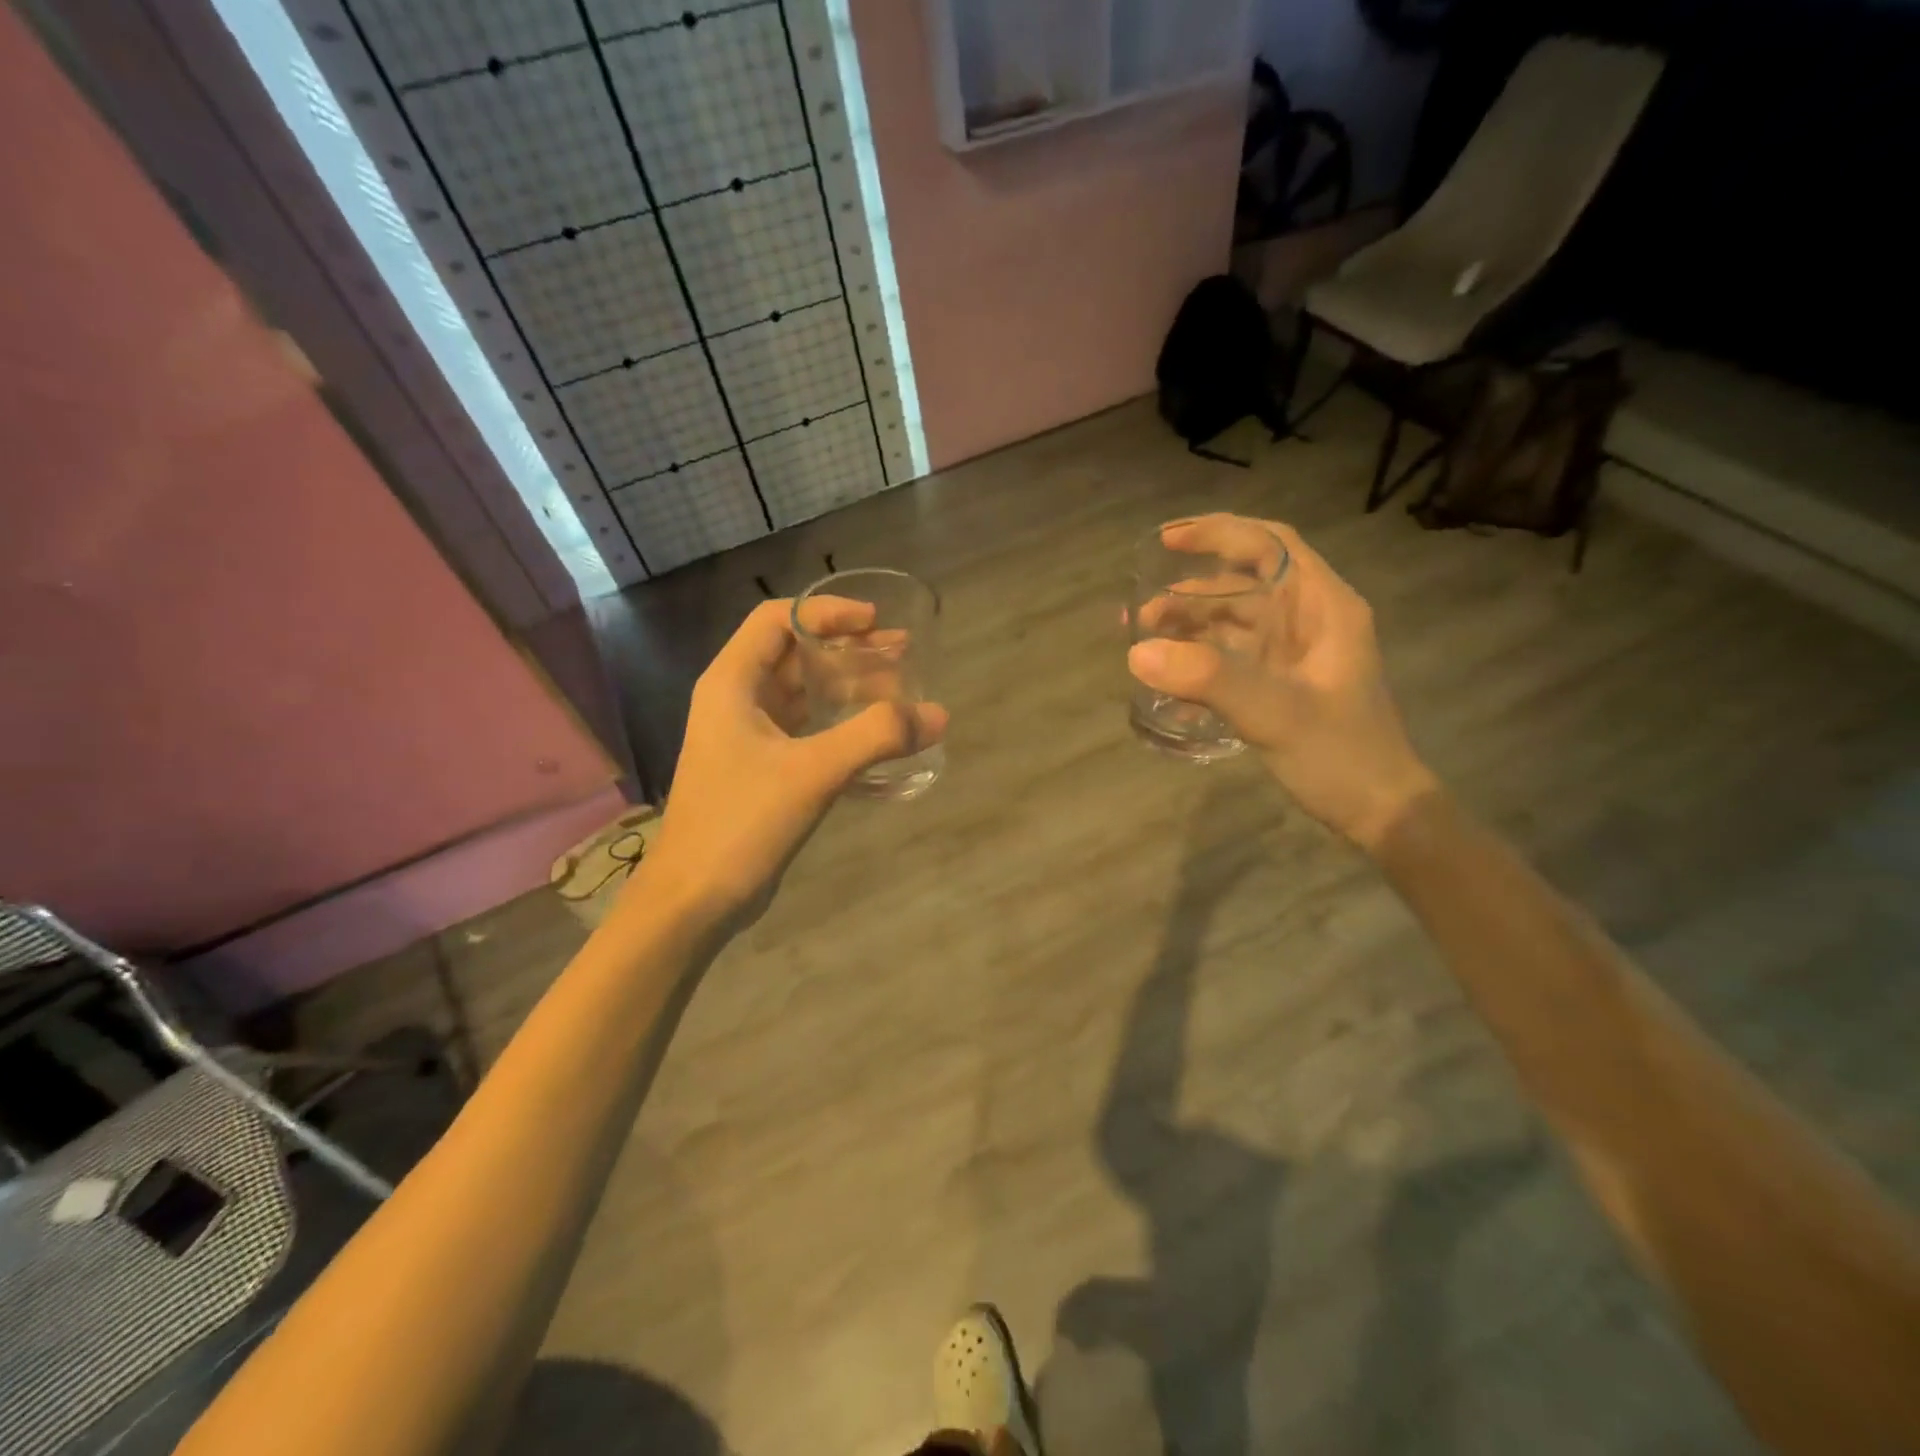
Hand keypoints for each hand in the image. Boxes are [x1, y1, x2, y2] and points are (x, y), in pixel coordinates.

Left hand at [641, 599, 947, 927]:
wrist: (694, 899)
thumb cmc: (742, 822)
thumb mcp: (813, 771)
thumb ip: (876, 737)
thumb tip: (937, 715)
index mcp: (732, 684)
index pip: (777, 620)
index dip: (826, 613)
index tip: (874, 622)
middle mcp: (736, 701)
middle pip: (795, 655)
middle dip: (848, 650)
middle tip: (901, 654)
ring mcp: (746, 738)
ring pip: (802, 695)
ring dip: (847, 688)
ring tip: (898, 691)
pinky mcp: (760, 771)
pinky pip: (805, 731)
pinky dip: (839, 724)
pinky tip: (875, 737)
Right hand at [1128, 515, 1437, 850]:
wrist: (1380, 812)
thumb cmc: (1341, 754)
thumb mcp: (1275, 712)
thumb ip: (1208, 678)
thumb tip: (1138, 652)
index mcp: (1324, 606)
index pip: (1270, 545)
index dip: (1219, 532)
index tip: (1168, 539)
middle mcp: (1310, 620)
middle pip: (1243, 584)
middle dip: (1189, 591)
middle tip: (1141, 612)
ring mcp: (1296, 655)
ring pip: (1234, 622)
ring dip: (1189, 626)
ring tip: (1144, 640)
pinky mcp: (1282, 684)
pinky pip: (1233, 657)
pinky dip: (1200, 659)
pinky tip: (1170, 676)